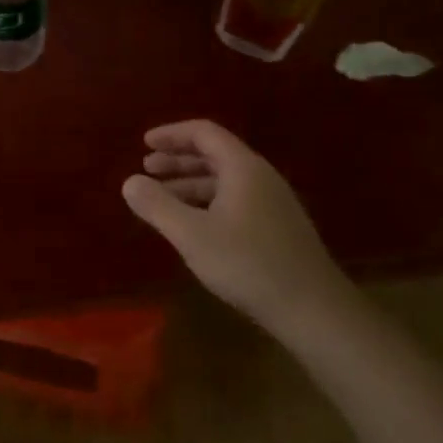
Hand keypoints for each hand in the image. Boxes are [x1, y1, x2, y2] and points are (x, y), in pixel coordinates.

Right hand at [122, 119, 347, 332]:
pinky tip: (193, 224)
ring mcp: (272, 203)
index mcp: (243, 168)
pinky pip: (235, 200)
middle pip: (215, 154)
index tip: (144, 143)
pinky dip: (206, 202)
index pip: (204, 133)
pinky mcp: (277, 227)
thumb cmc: (248, 264)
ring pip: (224, 180)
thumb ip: (157, 205)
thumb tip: (129, 182)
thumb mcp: (192, 235)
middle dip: (178, 159)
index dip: (172, 134)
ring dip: (190, 183)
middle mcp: (260, 177)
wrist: (312, 308)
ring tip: (161, 198)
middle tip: (147, 168)